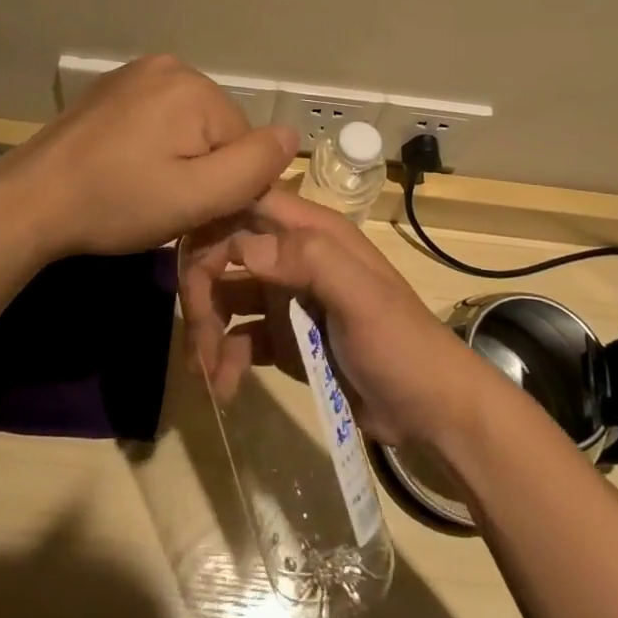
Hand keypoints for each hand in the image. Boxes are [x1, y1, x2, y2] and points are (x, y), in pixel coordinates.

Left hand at [0, 55, 298, 261]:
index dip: (226, 184)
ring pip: (189, 123)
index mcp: (194, 87)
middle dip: (202, 166)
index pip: (244, 142)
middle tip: (163, 201)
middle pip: (217, 128)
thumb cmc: (117, 202)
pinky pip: (158, 114)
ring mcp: (137, 71)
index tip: (192, 210)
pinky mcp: (113, 85)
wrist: (31, 199)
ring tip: (141, 185)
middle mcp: (170, 65)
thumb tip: (292, 134)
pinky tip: (125, 164)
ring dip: (179, 154)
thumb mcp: (196, 197)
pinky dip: (154, 140)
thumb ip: (253, 168)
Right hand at [178, 189, 500, 450]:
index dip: (213, 221)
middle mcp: (293, 257)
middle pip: (228, 252)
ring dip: (208, 330)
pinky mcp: (283, 339)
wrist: (431, 413)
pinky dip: (226, 359)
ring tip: (205, 373)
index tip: (186, 260)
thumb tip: (242, 246)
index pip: (249, 204)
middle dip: (203, 289)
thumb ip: (309, 261)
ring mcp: (287, 299)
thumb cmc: (401, 345)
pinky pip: (240, 338)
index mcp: (313, 233)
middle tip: (196, 337)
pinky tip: (225, 389)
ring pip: (228, 296)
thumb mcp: (363, 298)